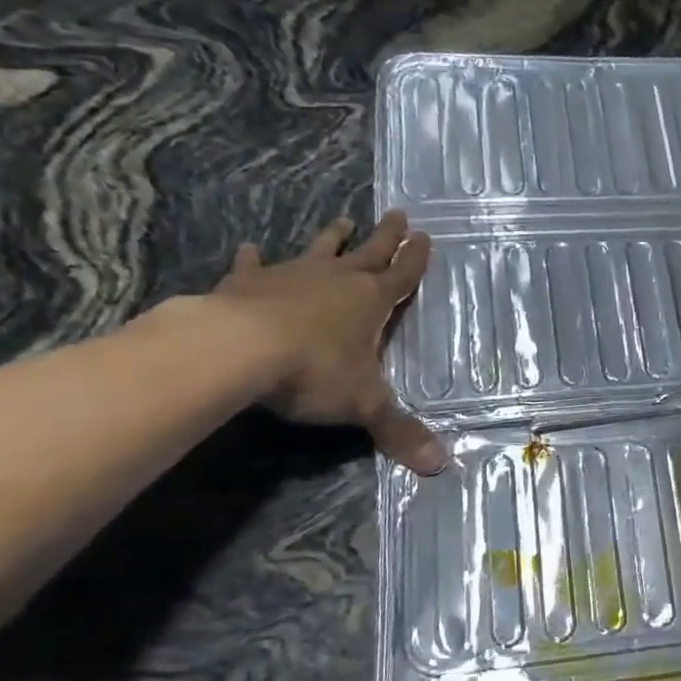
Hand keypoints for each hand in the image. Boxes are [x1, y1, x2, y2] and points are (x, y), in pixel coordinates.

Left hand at [212, 211, 445, 473]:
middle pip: (369, 252)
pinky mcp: (248, 282)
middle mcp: (337, 280)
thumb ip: (398, 431)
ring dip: (333, 238)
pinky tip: (248, 248)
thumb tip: (441, 466)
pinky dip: (253, 258)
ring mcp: (292, 276)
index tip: (425, 236)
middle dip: (386, 236)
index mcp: (370, 302)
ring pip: (320, 250)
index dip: (416, 259)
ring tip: (342, 221)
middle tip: (398, 214)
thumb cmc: (314, 372)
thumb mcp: (364, 405)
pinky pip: (254, 265)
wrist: (239, 349)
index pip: (402, 276)